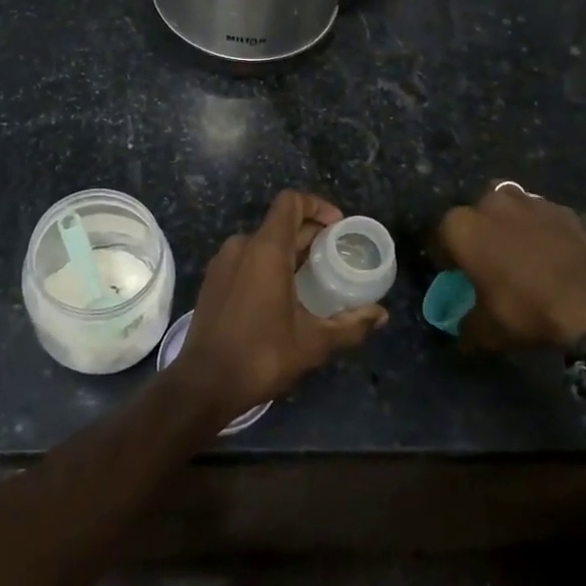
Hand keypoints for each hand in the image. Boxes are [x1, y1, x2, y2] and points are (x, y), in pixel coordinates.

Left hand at [172, 190, 387, 423]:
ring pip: (263, 243)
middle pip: (281, 223)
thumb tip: (381, 314)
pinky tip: (285, 295)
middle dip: (311, 235)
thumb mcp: (314, 343)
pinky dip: (269, 265)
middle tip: (337, 258)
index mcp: (265, 249)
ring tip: (315, 278)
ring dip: (291, 251)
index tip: (339, 228)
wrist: (204, 383)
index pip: (291, 202)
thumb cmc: (261, 356)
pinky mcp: (213, 280)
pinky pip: (247, 259)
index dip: (318, 206)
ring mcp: (223, 262)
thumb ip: (350, 325)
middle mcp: (241, 246)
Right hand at [436, 182, 585, 352]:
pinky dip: (541, 229)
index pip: (440, 237)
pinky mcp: (563, 210)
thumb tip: (462, 330)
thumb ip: (466, 326)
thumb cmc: (524, 309)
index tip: (454, 274)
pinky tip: (549, 253)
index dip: (445, 257)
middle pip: (475, 213)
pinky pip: (542, 217)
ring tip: (518, 250)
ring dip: (508, 222)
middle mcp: (490, 204)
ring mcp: (529, 202)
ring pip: (509, 205)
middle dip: (477, 231)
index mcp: (461, 227)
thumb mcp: (486, 331)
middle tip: (487, 259)